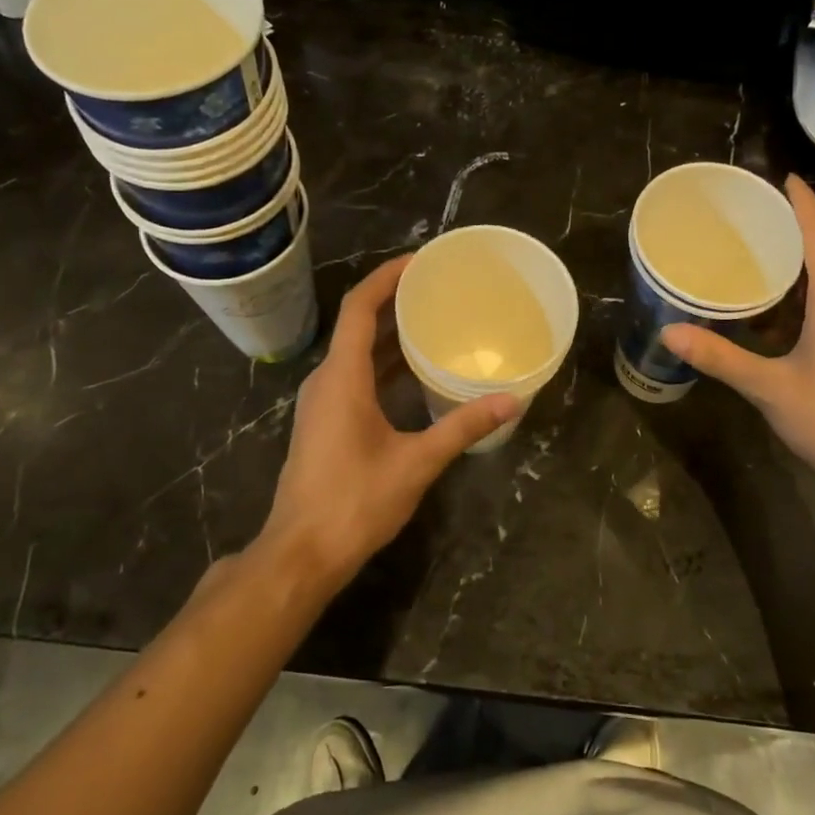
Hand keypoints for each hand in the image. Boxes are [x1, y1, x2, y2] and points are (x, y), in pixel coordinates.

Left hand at [254, 255, 517, 592]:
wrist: (302, 554)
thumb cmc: (354, 502)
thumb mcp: (416, 462)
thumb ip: (462, 427)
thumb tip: (511, 400)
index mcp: (342, 377)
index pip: (360, 308)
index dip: (386, 277)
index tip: (420, 261)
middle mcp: (327, 380)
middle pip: (358, 324)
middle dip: (395, 301)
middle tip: (439, 288)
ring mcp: (323, 403)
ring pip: (357, 352)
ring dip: (391, 334)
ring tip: (434, 320)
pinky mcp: (327, 423)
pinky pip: (356, 376)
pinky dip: (385, 364)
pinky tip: (417, 372)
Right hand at [662, 175, 814, 506]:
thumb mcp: (769, 387)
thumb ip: (720, 358)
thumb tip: (671, 331)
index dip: (804, 204)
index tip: (784, 177)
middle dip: (795, 228)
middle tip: (755, 213)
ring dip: (798, 262)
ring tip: (758, 251)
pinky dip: (801, 293)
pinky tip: (774, 307)